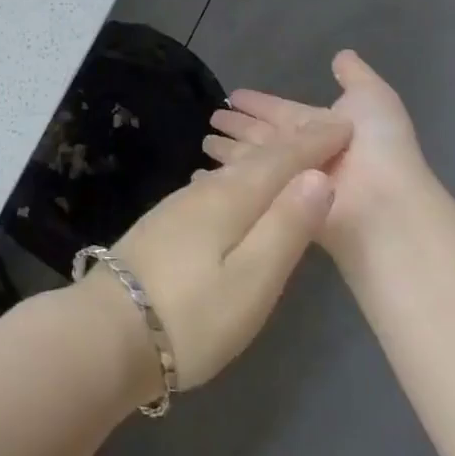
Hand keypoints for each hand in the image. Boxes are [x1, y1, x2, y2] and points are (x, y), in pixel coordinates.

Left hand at [74, 116, 349, 400]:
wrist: (109, 331)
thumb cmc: (191, 316)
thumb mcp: (252, 281)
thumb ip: (286, 227)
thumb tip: (318, 175)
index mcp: (230, 199)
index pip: (282, 160)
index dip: (315, 143)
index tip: (345, 124)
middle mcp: (203, 191)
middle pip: (256, 161)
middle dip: (292, 146)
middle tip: (325, 135)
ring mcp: (179, 206)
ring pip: (233, 172)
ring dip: (265, 161)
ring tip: (290, 157)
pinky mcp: (166, 224)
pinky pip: (215, 186)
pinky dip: (240, 180)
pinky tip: (237, 188)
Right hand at [203, 50, 429, 254]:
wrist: (382, 208)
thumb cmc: (377, 148)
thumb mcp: (373, 99)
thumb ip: (355, 77)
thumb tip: (341, 54)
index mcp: (322, 128)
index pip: (281, 111)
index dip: (258, 103)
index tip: (233, 94)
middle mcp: (304, 154)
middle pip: (263, 137)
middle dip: (238, 126)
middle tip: (211, 118)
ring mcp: (290, 182)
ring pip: (252, 161)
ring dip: (228, 153)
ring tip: (202, 143)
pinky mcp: (278, 209)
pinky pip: (249, 189)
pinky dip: (227, 182)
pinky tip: (202, 176)